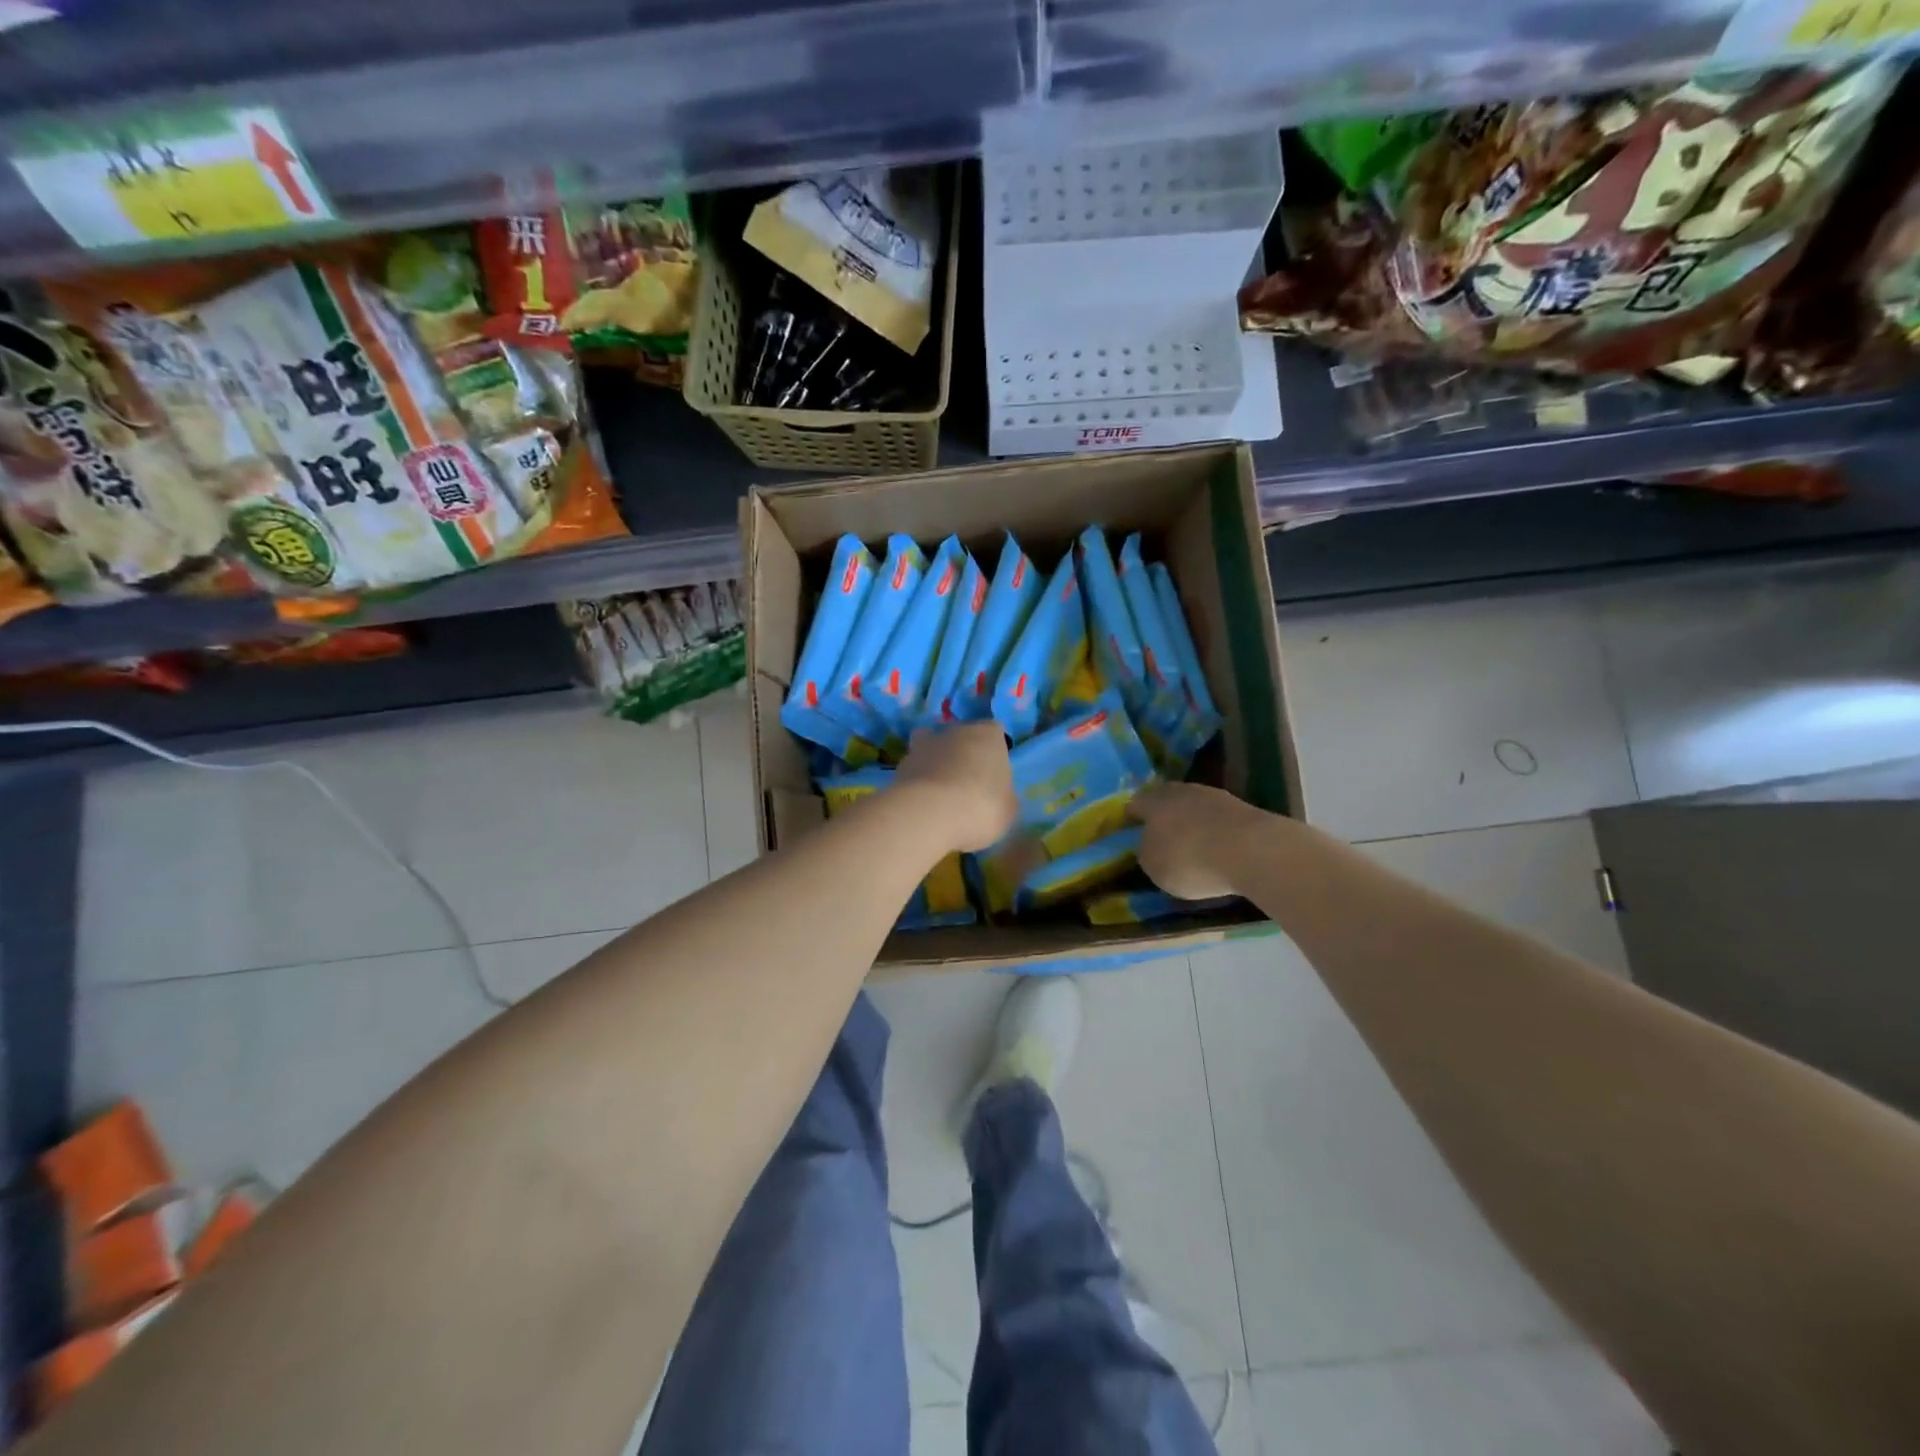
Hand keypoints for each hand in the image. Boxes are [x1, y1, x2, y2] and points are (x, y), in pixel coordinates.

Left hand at [895, 723, 1017, 852]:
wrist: (929, 815)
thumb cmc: (981, 806)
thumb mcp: (1009, 809)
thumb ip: (1003, 796)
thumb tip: (997, 796)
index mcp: (987, 734)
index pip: (994, 733)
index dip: (993, 753)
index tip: (993, 777)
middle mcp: (954, 731)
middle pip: (960, 738)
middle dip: (962, 757)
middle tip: (967, 788)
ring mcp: (922, 746)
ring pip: (931, 750)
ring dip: (935, 766)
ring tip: (940, 796)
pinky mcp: (899, 766)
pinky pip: (914, 773)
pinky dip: (917, 784)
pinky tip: (923, 807)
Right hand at [1129, 781, 1270, 899]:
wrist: (1252, 851)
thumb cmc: (1190, 859)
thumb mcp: (1153, 865)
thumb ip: (1147, 852)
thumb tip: (1151, 845)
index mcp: (1154, 801)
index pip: (1135, 804)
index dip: (1131, 817)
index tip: (1129, 830)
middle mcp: (1182, 791)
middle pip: (1167, 800)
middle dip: (1163, 816)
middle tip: (1160, 836)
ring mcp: (1216, 797)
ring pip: (1195, 808)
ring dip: (1192, 823)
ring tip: (1192, 846)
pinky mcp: (1244, 810)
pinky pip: (1220, 820)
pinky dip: (1216, 832)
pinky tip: (1217, 849)